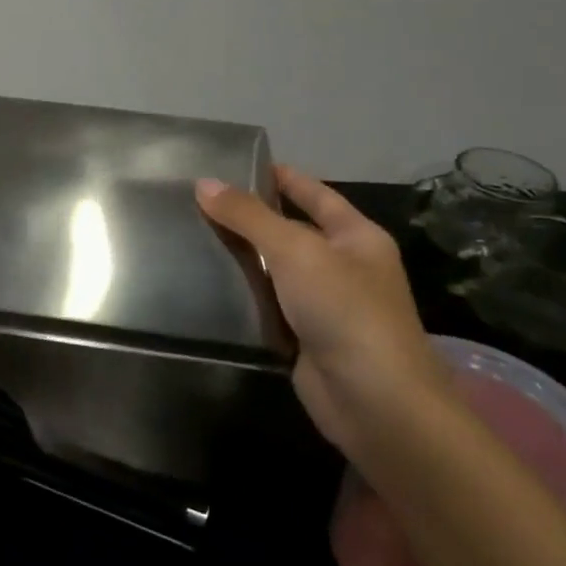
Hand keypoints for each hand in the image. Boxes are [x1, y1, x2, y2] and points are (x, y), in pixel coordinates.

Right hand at [196, 166, 449, 459]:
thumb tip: (204, 183)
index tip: (237, 164)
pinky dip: (241, 295)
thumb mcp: (295, 250)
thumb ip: (249, 216)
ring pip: (274, 270)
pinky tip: (205, 283)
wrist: (374, 401)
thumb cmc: (344, 310)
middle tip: (198, 200)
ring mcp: (323, 304)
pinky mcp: (302, 337)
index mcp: (356, 237)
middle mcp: (343, 266)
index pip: (315, 194)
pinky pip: (267, 305)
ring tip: (191, 235)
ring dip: (241, 257)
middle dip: (250, 217)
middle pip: (290, 231)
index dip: (281, 177)